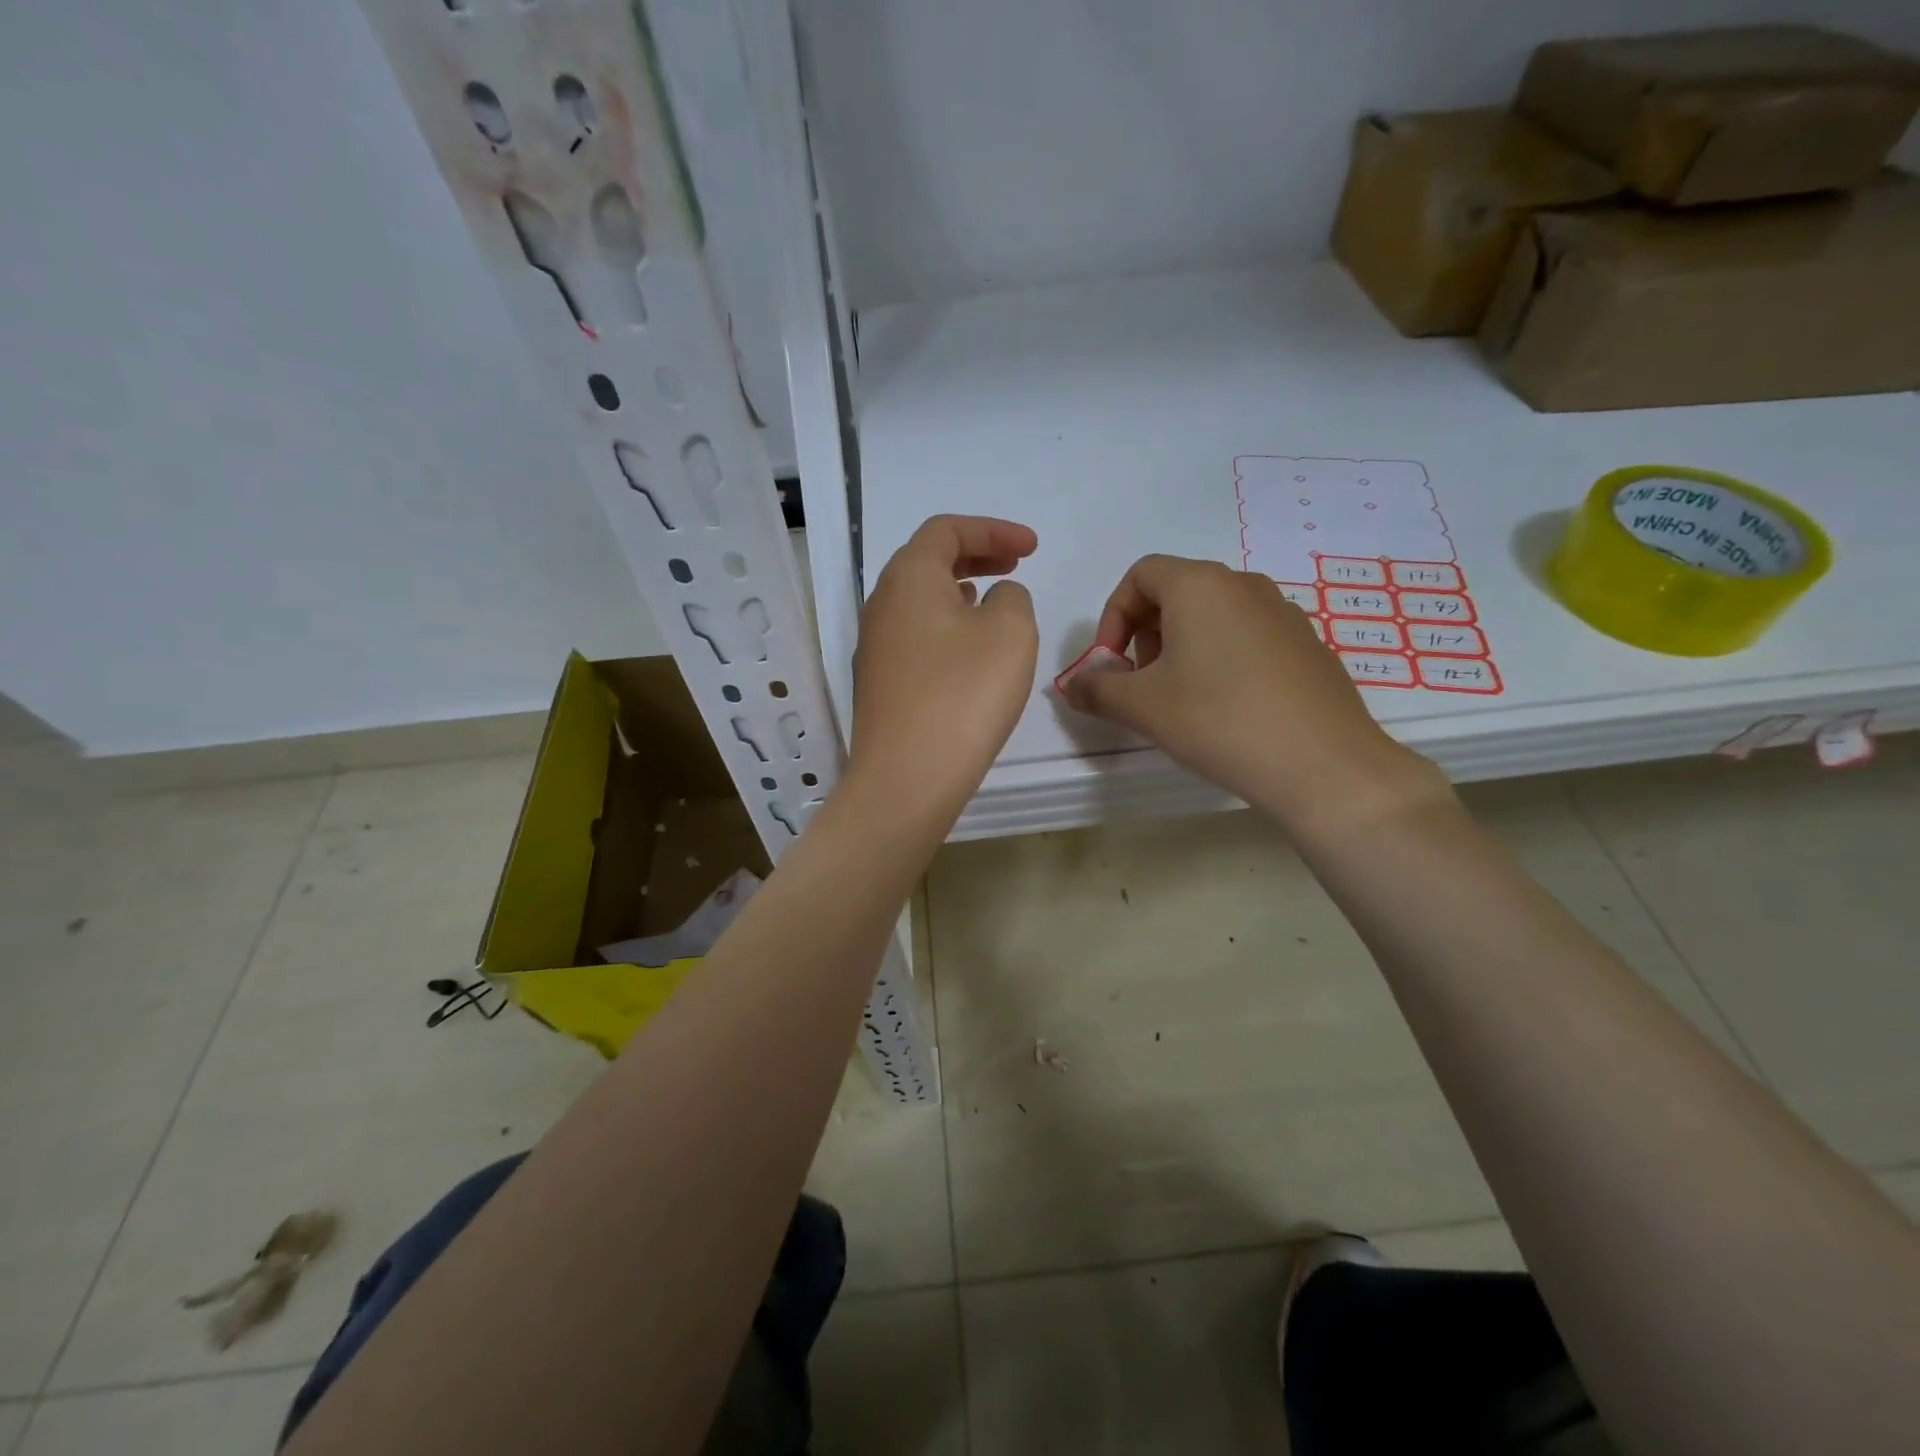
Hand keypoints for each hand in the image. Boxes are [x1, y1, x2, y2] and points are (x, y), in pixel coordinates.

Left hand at [847, 515, 1038, 824]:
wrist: (907, 778)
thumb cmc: (963, 695)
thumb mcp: (1010, 632)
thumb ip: (1011, 597)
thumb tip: (994, 598)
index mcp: (908, 578)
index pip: (946, 530)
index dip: (993, 530)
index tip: (1032, 548)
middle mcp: (881, 604)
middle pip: (927, 560)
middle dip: (975, 554)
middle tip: (1015, 563)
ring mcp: (875, 646)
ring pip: (919, 599)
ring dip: (959, 590)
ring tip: (993, 599)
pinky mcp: (879, 683)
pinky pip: (915, 634)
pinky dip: (946, 625)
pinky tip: (968, 649)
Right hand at [1065, 556, 1446, 829]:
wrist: (1323, 764)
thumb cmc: (1219, 720)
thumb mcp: (1142, 706)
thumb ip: (1096, 689)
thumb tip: (1073, 686)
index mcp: (1200, 585)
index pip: (1140, 575)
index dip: (1112, 616)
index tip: (1111, 664)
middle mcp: (1243, 585)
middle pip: (1176, 591)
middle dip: (1145, 634)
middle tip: (1141, 684)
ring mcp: (1282, 613)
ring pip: (1212, 615)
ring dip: (1181, 647)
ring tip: (1180, 699)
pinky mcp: (1306, 644)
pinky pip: (1246, 637)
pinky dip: (1220, 658)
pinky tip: (1226, 708)